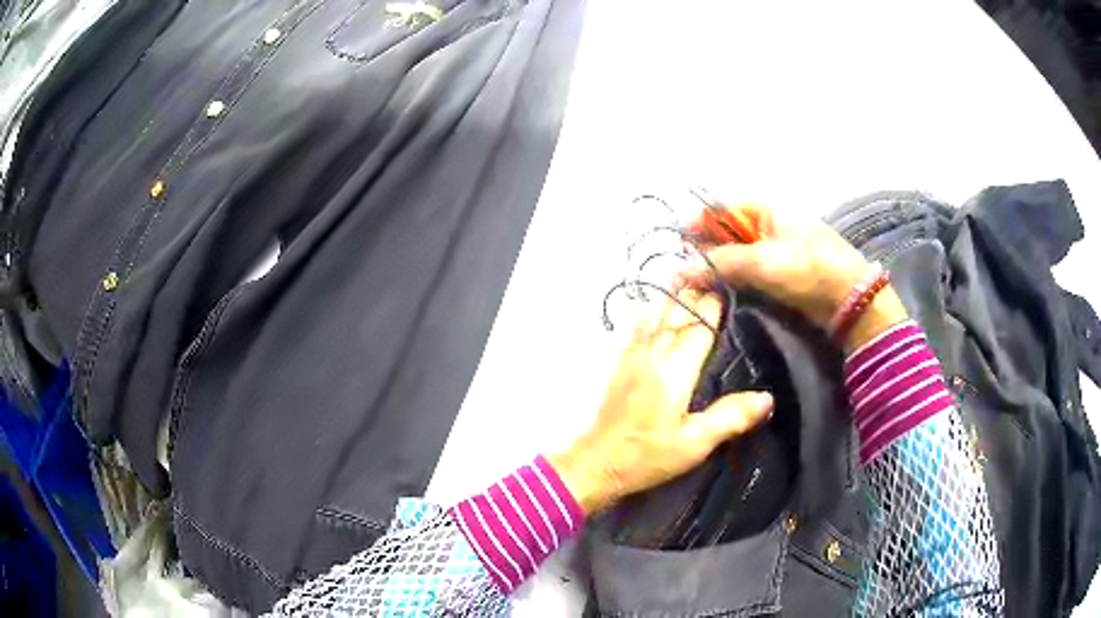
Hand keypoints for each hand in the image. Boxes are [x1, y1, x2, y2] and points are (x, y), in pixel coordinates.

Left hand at [548, 290, 773, 516]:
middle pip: (678, 312)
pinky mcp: (622, 363)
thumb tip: (768, 397)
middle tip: (717, 276)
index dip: (716, 304)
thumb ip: (731, 417)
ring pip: (657, 313)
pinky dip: (650, 310)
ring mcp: (634, 355)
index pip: (701, 324)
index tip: (733, 286)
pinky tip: (653, 305)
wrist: (598, 463)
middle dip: (697, 292)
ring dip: (674, 296)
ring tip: (690, 277)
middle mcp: (655, 352)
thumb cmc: (649, 455)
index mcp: (677, 368)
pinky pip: (638, 326)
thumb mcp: (695, 443)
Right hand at [679, 203, 908, 352]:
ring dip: (719, 269)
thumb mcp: (763, 261)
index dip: (699, 225)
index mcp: (765, 209)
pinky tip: (721, 293)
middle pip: (727, 233)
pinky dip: (735, 281)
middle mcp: (768, 225)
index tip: (679, 246)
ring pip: (738, 256)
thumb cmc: (807, 268)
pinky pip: (751, 274)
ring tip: (698, 286)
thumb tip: (680, 271)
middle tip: (685, 272)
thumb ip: (720, 264)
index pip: (722, 210)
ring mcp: (776, 251)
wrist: (849, 300)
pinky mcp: (782, 275)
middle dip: (706, 250)